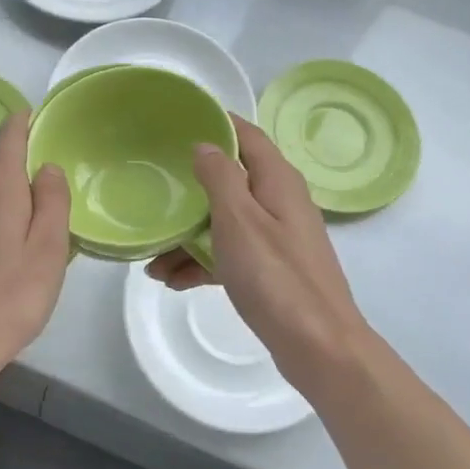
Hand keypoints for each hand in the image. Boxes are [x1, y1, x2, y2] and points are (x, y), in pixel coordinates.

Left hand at [0, 110, 70, 385]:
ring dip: (4, 221)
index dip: (22, 124)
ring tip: (21, 265)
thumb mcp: (48, 251)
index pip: (7, 138)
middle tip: (47, 236)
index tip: (34, 120)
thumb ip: (52, 202)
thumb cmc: (7, 299)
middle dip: (23, 194)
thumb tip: (46, 167)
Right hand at [148, 116, 373, 392]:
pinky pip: (229, 254)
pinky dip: (202, 262)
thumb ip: (220, 178)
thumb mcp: (239, 220)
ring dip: (189, 235)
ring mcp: (276, 238)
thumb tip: (206, 145)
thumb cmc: (276, 277)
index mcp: (278, 181)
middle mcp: (280, 203)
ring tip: (151, 258)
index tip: (175, 122)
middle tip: (153, 190)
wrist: (318, 346)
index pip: (246, 136)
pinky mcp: (270, 270)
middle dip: (190, 189)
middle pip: (230, 181)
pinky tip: (172, 280)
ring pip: (224, 222)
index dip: (215, 124)